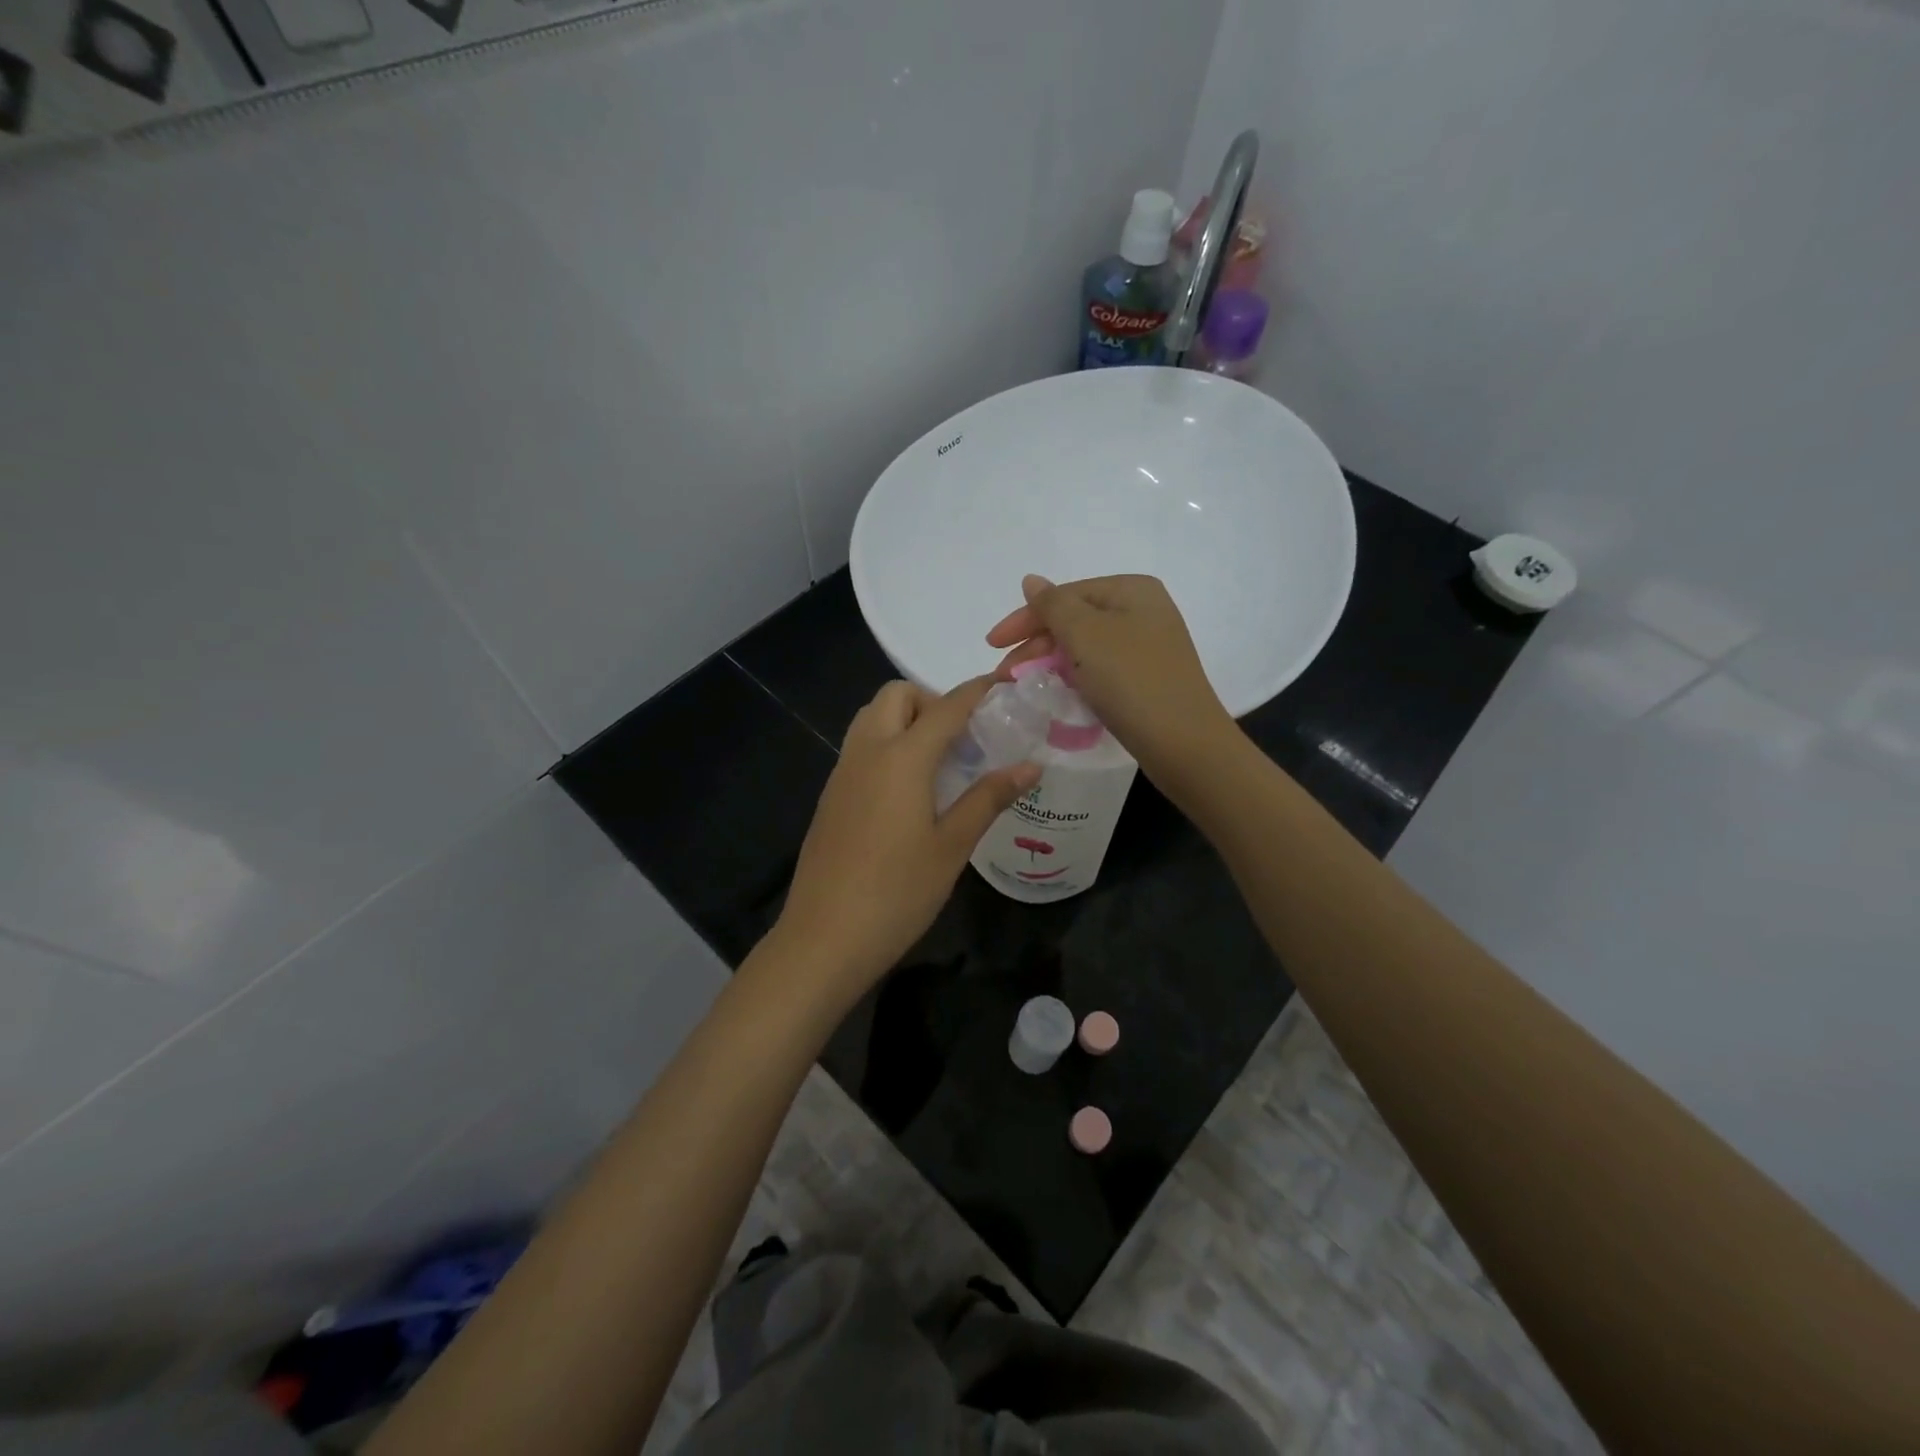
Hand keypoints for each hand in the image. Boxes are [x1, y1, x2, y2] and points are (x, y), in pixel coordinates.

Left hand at [771, 678, 1039, 1004]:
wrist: (823, 938)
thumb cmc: (897, 893)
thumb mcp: (952, 846)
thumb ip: (989, 798)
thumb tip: (1030, 766)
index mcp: (901, 758)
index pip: (946, 706)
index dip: (978, 691)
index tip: (1005, 687)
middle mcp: (866, 752)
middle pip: (896, 696)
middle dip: (932, 700)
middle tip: (963, 739)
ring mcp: (841, 773)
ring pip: (871, 718)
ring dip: (905, 720)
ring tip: (939, 762)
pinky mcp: (830, 797)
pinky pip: (860, 748)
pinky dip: (887, 745)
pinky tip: (908, 792)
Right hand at [986, 574, 1235, 783]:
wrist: (1184, 744)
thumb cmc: (1131, 680)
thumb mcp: (1085, 635)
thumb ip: (1053, 605)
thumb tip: (1032, 580)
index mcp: (1132, 590)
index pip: (1064, 595)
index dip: (1024, 619)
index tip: (991, 646)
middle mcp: (1143, 611)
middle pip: (1074, 620)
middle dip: (1036, 646)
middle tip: (1005, 676)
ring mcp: (1148, 647)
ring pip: (1085, 648)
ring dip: (1051, 664)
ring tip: (1025, 687)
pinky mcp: (1147, 680)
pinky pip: (1100, 670)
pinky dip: (1075, 679)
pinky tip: (1058, 695)